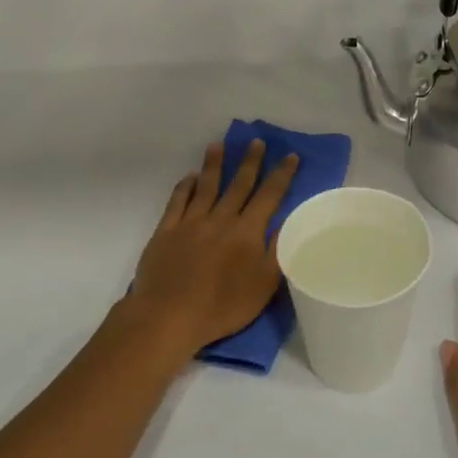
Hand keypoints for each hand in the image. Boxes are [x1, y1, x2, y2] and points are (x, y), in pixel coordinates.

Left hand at [130, 139, 299, 357]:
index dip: (282, 175)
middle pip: (238, 184)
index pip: (270, 196)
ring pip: (206, 186)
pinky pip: (177, 201)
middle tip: (256, 141)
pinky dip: (184, 186)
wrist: (169, 315)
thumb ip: (276, 252)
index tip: (290, 156)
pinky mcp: (166, 231)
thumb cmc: (222, 306)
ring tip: (218, 145)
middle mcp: (220, 219)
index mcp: (247, 231)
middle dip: (250, 162)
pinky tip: (188, 177)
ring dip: (214, 165)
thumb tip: (286, 224)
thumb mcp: (263, 285)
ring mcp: (191, 222)